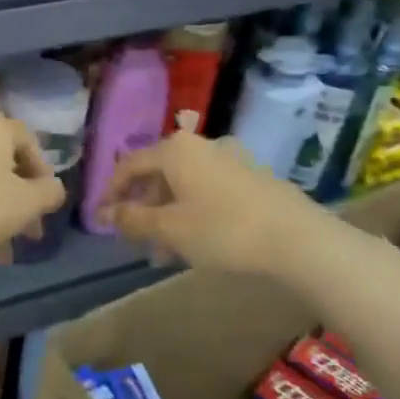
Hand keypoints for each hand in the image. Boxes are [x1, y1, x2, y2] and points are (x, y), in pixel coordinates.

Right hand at [95, 131, 324, 277]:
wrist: (297, 239)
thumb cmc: (223, 229)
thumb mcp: (169, 229)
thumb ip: (133, 219)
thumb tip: (107, 214)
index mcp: (176, 150)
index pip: (129, 165)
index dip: (111, 192)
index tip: (101, 219)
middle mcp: (202, 145)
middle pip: (159, 174)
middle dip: (143, 209)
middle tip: (135, 241)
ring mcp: (231, 159)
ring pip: (185, 186)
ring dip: (168, 216)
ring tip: (166, 253)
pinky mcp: (253, 177)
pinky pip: (209, 191)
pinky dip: (193, 212)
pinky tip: (197, 242)